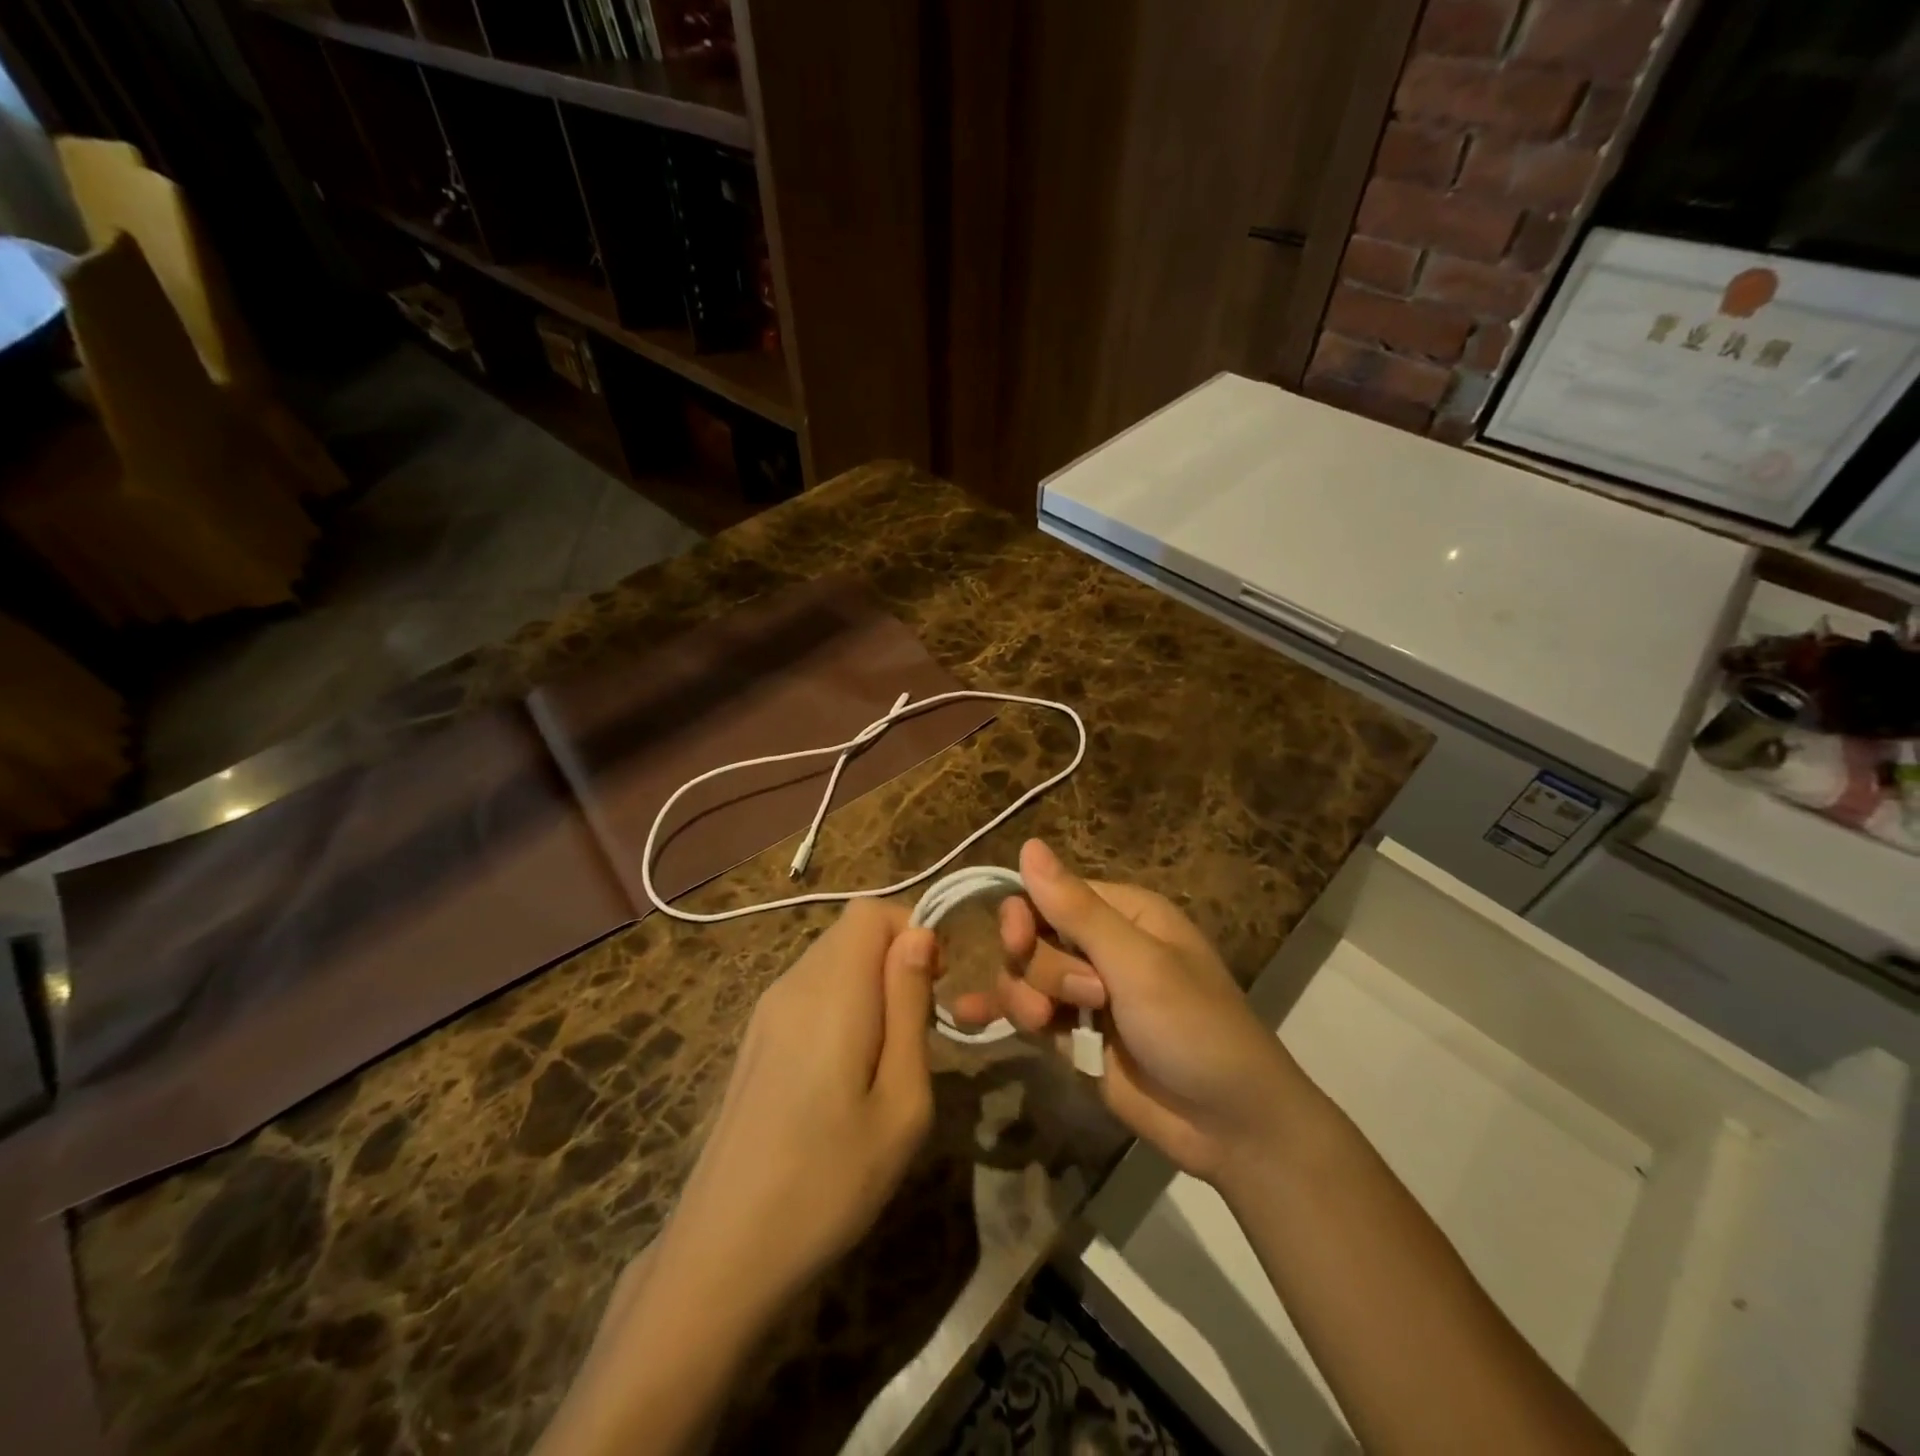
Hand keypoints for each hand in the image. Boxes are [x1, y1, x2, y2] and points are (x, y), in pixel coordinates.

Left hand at [538, 903, 940, 1455]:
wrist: (721, 1256)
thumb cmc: (829, 1183)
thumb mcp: (901, 1102)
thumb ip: (910, 1007)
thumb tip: (919, 935)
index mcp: (831, 991)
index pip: (872, 910)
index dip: (913, 932)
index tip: (936, 989)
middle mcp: (792, 984)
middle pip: (852, 931)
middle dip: (896, 960)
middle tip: (917, 1030)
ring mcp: (765, 1011)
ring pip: (831, 960)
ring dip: (871, 985)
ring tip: (885, 1058)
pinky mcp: (754, 1039)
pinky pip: (809, 991)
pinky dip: (842, 1005)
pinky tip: (844, 1075)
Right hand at [952, 839, 1300, 1183]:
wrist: (1230, 1125)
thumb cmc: (1194, 1027)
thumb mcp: (1137, 964)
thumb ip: (1076, 909)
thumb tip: (1028, 845)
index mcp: (1123, 913)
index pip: (1050, 894)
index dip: (1026, 915)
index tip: (1018, 942)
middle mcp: (1100, 946)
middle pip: (1032, 937)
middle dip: (1043, 970)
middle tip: (1084, 999)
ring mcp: (1085, 993)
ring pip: (1024, 976)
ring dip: (1026, 999)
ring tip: (1053, 1030)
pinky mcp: (1075, 1035)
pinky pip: (1026, 1013)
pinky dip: (1000, 1013)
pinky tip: (967, 1017)